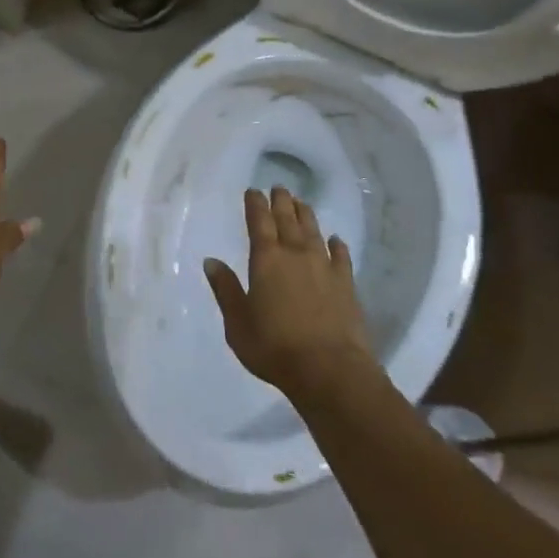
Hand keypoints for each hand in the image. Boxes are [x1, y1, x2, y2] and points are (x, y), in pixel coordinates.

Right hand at [204, 187, 376, 401]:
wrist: (329, 370)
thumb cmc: (275, 347)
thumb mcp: (237, 323)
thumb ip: (226, 290)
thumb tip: (211, 261)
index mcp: (266, 260)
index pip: (259, 223)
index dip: (255, 204)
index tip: (253, 190)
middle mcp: (295, 255)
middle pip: (288, 220)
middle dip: (281, 202)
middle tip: (278, 187)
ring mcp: (324, 268)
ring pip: (314, 232)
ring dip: (306, 215)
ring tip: (302, 202)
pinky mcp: (347, 285)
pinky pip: (341, 256)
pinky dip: (337, 245)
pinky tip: (336, 240)